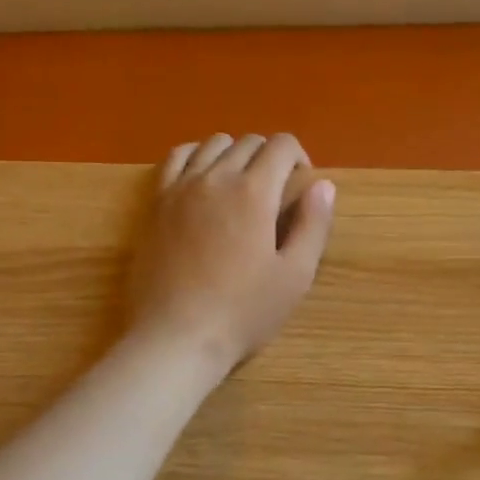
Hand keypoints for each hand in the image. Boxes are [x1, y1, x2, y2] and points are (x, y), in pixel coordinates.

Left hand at [129, 133, 336, 369]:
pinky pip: (177, 158)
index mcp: (254, 191)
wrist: (176, 337)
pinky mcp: (156, 202)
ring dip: (235, 154)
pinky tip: (203, 180)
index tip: (301, 185)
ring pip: (213, 144)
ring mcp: (181, 187)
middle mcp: (216, 177)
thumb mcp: (294, 276)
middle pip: (248, 142)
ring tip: (240, 187)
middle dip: (270, 157)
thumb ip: (313, 225)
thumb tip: (324, 185)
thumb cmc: (243, 311)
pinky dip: (196, 157)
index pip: (281, 145)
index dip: (299, 157)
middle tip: (275, 194)